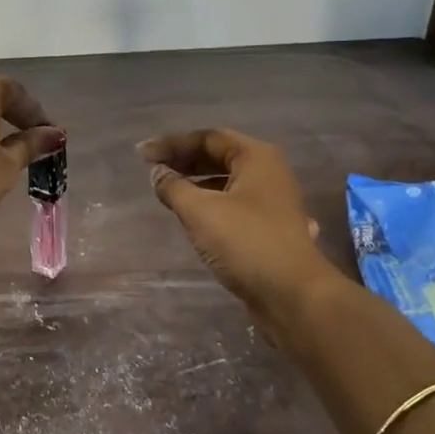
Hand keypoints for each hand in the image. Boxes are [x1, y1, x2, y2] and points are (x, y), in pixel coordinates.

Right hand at [141, 129, 338, 349]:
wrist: (292, 295)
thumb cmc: (246, 242)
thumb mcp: (200, 211)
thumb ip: (174, 187)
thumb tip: (157, 173)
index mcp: (256, 157)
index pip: (208, 138)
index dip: (172, 144)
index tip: (142, 156)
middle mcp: (268, 173)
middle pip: (219, 157)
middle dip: (184, 161)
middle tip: (153, 171)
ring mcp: (272, 202)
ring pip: (227, 182)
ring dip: (196, 183)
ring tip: (168, 193)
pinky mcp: (269, 228)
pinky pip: (234, 204)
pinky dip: (210, 203)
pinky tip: (194, 217)